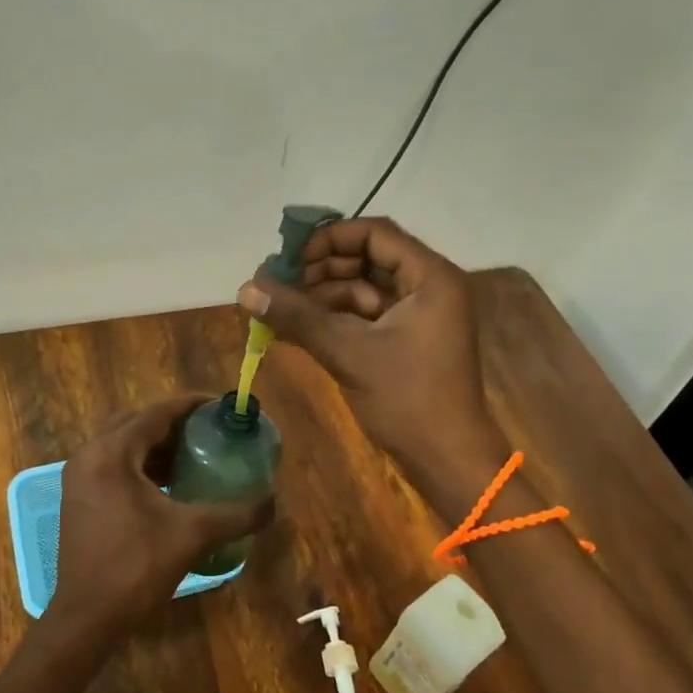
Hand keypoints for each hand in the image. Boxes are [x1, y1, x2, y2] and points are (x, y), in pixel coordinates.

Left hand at [51, 395, 274, 641]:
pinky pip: (114, 464)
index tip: (220, 405)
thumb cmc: (136, 568)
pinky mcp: (80, 498)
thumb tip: (273, 502)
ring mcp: (79, 477)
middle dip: (174, 422)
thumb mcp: (192, 535)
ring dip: (158, 443)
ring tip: (196, 452)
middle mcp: (89, 456)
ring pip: (124, 444)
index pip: (155, 413)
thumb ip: (236, 515)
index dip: (190, 405)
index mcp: (111, 454)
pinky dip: (142, 464)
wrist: (87, 618)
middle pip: (137, 423)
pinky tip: (171, 482)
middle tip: (209, 428)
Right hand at [239, 218, 503, 494]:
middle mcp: (428, 286)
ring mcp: (418, 314)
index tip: (290, 259)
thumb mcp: (348, 352)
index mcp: (430, 277)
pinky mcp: (406, 339)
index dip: (329, 239)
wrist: (447, 460)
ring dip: (322, 296)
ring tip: (280, 310)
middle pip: (367, 258)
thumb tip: (245, 289)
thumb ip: (297, 316)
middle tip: (278, 285)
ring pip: (362, 288)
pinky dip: (334, 319)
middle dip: (320, 270)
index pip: (375, 233)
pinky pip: (365, 315)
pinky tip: (298, 328)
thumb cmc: (407, 399)